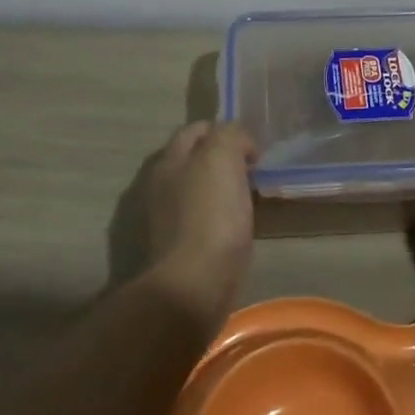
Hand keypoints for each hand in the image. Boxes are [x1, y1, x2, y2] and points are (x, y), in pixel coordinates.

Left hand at [131, 121, 257, 331]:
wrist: (194, 284)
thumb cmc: (211, 214)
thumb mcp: (222, 156)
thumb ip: (229, 135)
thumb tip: (239, 145)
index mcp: (170, 160)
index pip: (196, 130)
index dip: (224, 130)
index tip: (252, 148)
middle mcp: (162, 185)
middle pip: (195, 160)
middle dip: (222, 159)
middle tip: (253, 170)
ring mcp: (167, 219)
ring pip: (199, 190)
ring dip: (221, 189)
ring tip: (250, 198)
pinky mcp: (178, 248)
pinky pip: (204, 219)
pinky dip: (220, 217)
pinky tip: (238, 226)